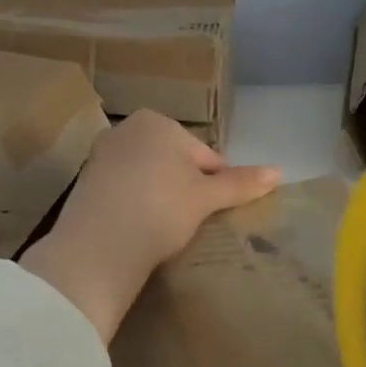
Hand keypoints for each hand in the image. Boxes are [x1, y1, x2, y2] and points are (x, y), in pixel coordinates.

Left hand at [20, 111, 280, 342]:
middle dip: (185, 188)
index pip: (203, 154)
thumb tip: (280, 171)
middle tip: (191, 221)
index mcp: (157, 121)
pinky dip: (136, 206)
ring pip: (148, 177)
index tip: (214, 210)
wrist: (99, 244)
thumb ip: (241, 182)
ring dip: (161, 197)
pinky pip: (124, 191)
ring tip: (167, 228)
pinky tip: (141, 229)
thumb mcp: (206, 197)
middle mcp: (125, 129)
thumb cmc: (161, 208)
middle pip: (173, 162)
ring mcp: (101, 156)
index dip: (216, 183)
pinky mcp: (85, 184)